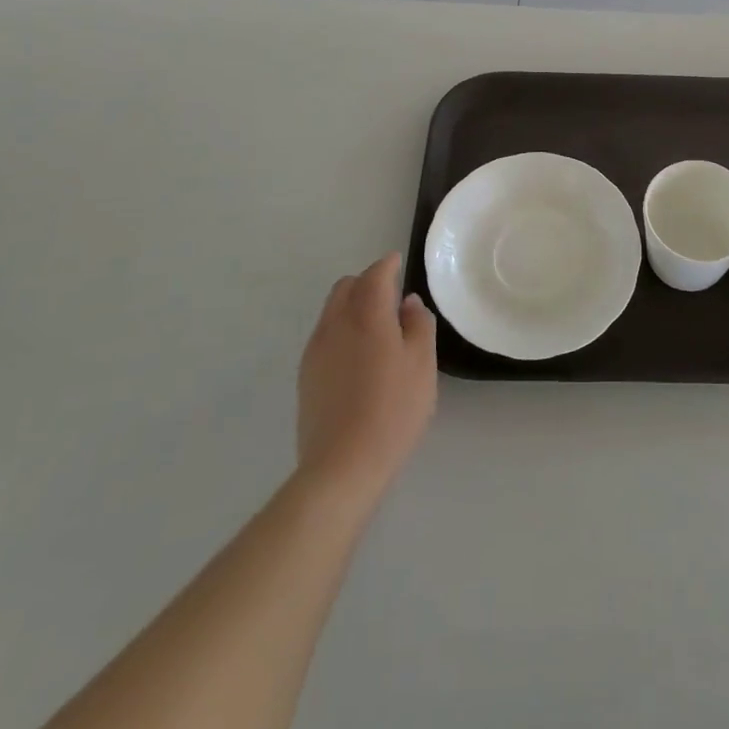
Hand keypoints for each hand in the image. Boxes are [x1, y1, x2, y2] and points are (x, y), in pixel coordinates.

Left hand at [297, 253, 436, 506]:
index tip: (398, 262)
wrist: (342, 466)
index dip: (387, 265)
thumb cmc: (393, 410)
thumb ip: (418, 325)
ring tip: (376, 327)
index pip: (374, 276)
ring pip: (331, 311)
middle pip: (345, 287)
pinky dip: (341, 330)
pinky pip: (324, 336)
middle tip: (390, 296)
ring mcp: (315, 351)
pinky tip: (358, 356)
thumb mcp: (422, 364)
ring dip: (352, 306)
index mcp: (366, 316)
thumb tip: (407, 303)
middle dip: (366, 283)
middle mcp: (335, 325)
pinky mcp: (306, 377)